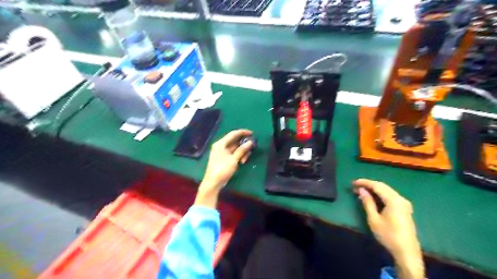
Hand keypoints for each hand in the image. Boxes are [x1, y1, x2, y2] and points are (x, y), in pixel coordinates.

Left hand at [196, 130, 253, 207]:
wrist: (213, 183)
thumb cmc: (222, 169)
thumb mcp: (234, 159)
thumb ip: (242, 150)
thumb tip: (250, 142)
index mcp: (221, 144)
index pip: (233, 134)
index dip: (243, 132)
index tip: (252, 133)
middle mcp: (221, 146)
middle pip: (235, 141)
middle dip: (244, 145)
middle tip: (252, 148)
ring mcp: (222, 152)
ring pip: (235, 148)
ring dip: (242, 152)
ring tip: (244, 160)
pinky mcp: (224, 158)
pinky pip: (234, 153)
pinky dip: (239, 156)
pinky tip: (242, 162)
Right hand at [353, 178, 421, 278]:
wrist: (407, 252)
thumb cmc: (388, 235)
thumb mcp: (374, 219)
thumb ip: (367, 202)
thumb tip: (362, 190)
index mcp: (394, 200)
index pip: (377, 186)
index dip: (364, 182)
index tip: (353, 183)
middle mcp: (400, 198)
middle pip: (383, 186)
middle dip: (369, 185)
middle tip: (356, 186)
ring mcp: (404, 203)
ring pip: (387, 191)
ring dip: (374, 189)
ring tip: (361, 191)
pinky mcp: (404, 208)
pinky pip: (390, 196)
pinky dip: (380, 194)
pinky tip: (373, 197)